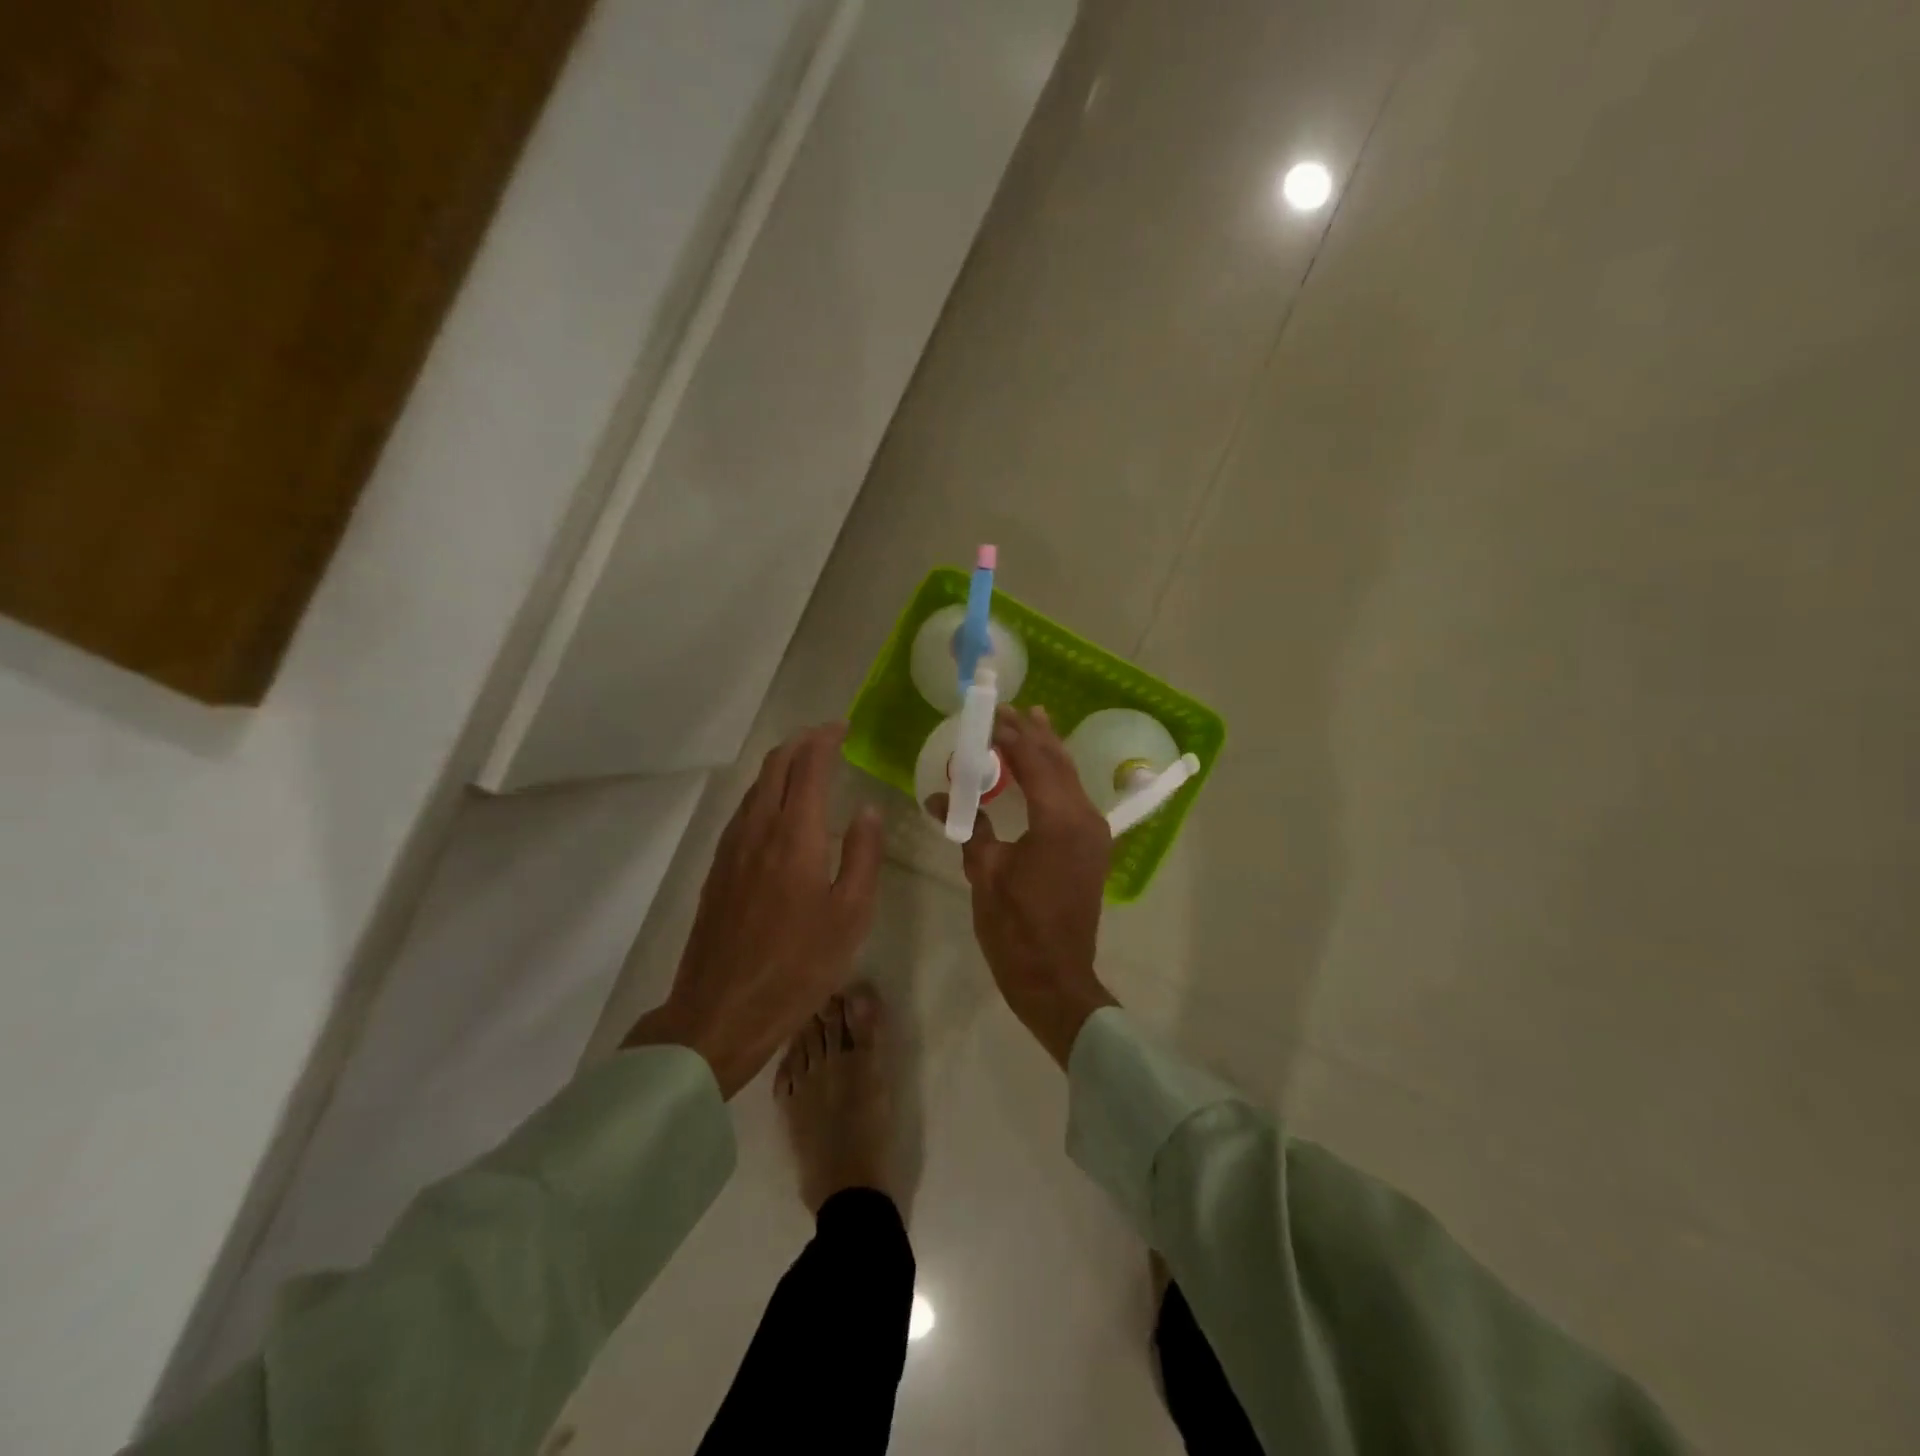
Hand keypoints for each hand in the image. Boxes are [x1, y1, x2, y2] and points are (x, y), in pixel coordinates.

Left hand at [625, 725, 882, 1097]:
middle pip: (774, 766)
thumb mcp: (851, 914)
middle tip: (827, 737)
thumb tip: (867, 810)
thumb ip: (862, 855)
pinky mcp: (717, 870)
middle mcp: (757, 829)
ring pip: (755, 787)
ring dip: (780, 766)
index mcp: (794, 835)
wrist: (720, 1010)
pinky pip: (743, 811)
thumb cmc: (798, 965)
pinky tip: (777, 812)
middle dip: (801, 742)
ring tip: (806, 767)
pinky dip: (765, 792)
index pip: (808, 766)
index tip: (843, 727)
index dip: (825, 739)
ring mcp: (731, 849)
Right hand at [933, 706, 1117, 1067]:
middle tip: (1010, 708)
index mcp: (1057, 819)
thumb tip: (940, 797)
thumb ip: (969, 827)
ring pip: (1071, 777)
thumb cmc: (1015, 927)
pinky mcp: (1093, 847)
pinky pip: (1074, 797)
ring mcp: (1094, 832)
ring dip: (1049, 750)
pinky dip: (1057, 776)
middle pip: (1058, 762)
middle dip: (1034, 733)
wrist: (1055, 977)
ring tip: (1034, 721)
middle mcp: (1083, 817)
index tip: (989, 714)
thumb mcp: (984, 873)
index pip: (1033, 761)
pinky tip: (1044, 769)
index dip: (1011, 735)